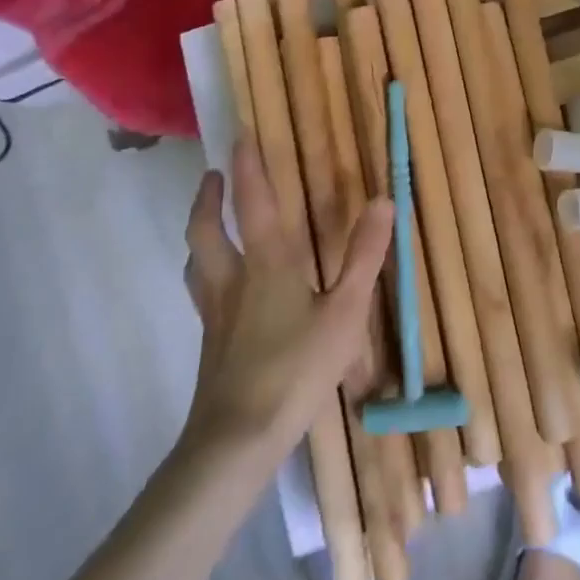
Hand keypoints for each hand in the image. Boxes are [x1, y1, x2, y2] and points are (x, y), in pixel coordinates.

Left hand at [179, 139, 392, 462]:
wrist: (236, 443)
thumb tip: (382, 201)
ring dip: (201, 233)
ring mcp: (215, 315)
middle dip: (209, 199)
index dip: (248, 166)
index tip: (240, 135)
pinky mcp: (211, 345)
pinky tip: (225, 289)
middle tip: (214, 175)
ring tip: (210, 222)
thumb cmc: (296, 370)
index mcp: (267, 264)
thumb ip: (364, 256)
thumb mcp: (345, 312)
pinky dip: (207, 271)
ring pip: (196, 262)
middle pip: (206, 231)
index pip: (254, 203)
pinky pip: (203, 292)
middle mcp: (233, 281)